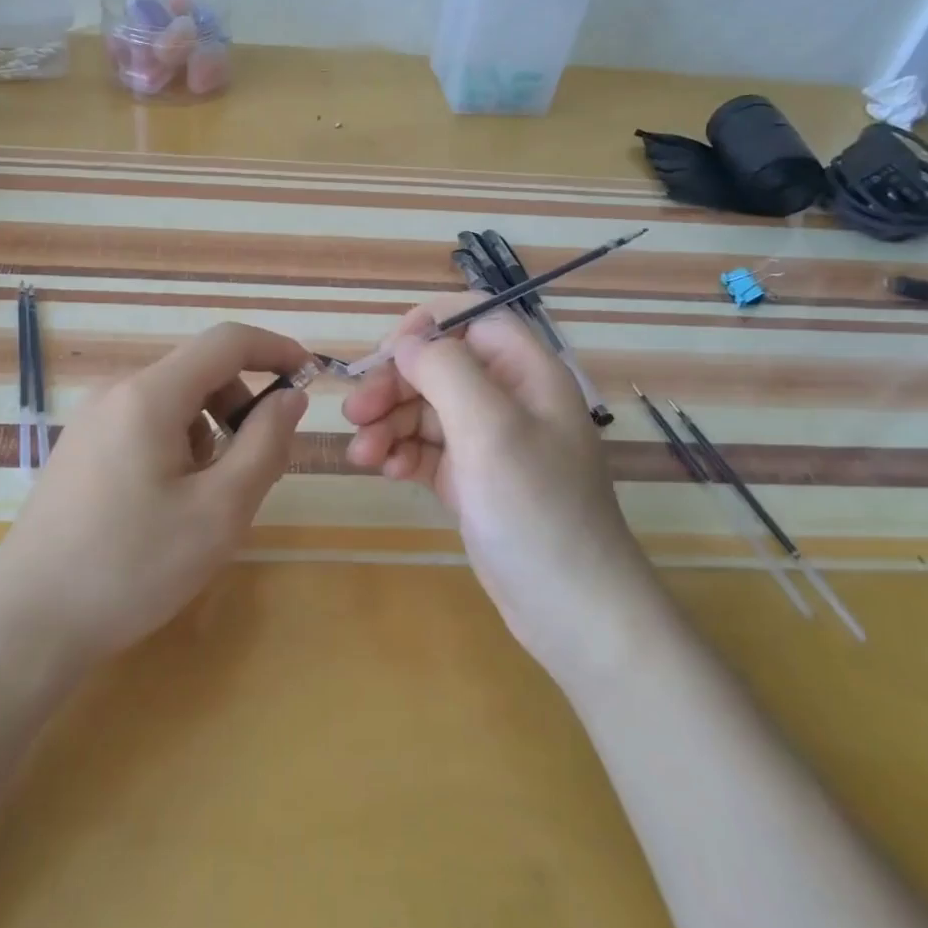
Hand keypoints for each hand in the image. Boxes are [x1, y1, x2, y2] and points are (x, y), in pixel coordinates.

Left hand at [0, 322, 310, 663]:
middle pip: (199, 372)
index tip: (311, 378)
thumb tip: (289, 396)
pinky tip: (169, 503)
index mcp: (149, 395)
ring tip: (209, 497)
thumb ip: (265, 443)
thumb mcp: (220, 510)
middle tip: (259, 467)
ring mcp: (91, 419)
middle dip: (242, 405)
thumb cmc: (133, 566)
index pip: (226, 342)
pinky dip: (178, 445)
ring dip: (211, 431)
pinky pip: (146, 424)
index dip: (276, 349)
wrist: (28, 623)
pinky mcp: (80, 447)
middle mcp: (116, 391)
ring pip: (174, 402)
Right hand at [343, 295, 655, 682]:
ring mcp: (490, 442)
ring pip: (427, 409)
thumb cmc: (536, 508)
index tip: (386, 353)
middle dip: (394, 384)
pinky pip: (428, 449)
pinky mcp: (473, 480)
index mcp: (527, 373)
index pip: (475, 318)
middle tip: (355, 414)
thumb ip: (445, 370)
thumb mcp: (490, 428)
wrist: (571, 609)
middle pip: (440, 366)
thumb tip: (407, 341)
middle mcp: (509, 399)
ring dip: (389, 423)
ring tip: (363, 455)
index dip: (428, 325)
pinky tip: (386, 471)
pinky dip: (403, 453)